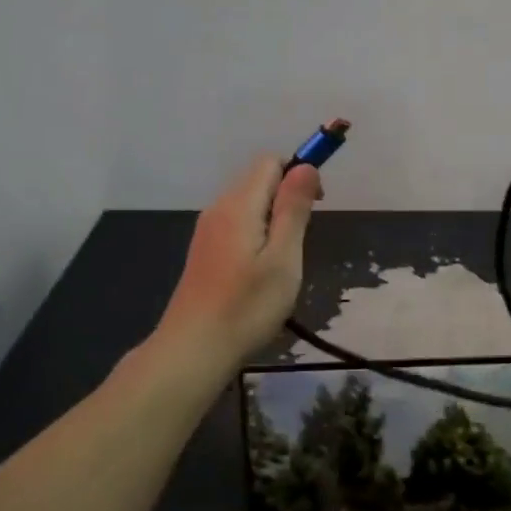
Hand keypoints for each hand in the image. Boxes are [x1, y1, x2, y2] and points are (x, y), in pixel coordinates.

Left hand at [158, 158, 322, 361]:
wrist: (194, 348)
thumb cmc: (247, 305)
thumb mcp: (283, 258)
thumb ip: (294, 209)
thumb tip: (307, 167)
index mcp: (239, 204)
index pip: (271, 162)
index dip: (299, 173)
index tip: (316, 208)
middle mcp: (219, 208)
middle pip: (258, 179)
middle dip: (288, 197)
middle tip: (301, 241)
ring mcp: (208, 230)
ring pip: (249, 203)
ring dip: (274, 218)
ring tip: (284, 261)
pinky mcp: (205, 251)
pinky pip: (237, 224)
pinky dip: (257, 234)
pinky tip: (261, 271)